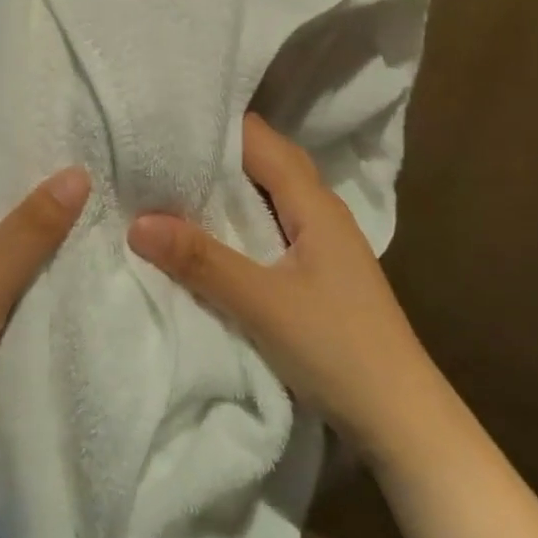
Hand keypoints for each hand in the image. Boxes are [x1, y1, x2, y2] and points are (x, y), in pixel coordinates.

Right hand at [127, 115, 423, 444]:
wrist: (400, 418)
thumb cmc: (337, 349)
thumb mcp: (261, 303)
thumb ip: (201, 260)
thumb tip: (137, 222)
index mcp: (314, 204)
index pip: (260, 140)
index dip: (216, 125)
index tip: (164, 119)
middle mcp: (321, 212)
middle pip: (267, 161)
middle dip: (217, 151)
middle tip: (160, 147)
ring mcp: (322, 242)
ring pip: (269, 194)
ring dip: (228, 185)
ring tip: (172, 180)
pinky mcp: (317, 271)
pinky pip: (271, 224)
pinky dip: (239, 217)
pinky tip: (211, 231)